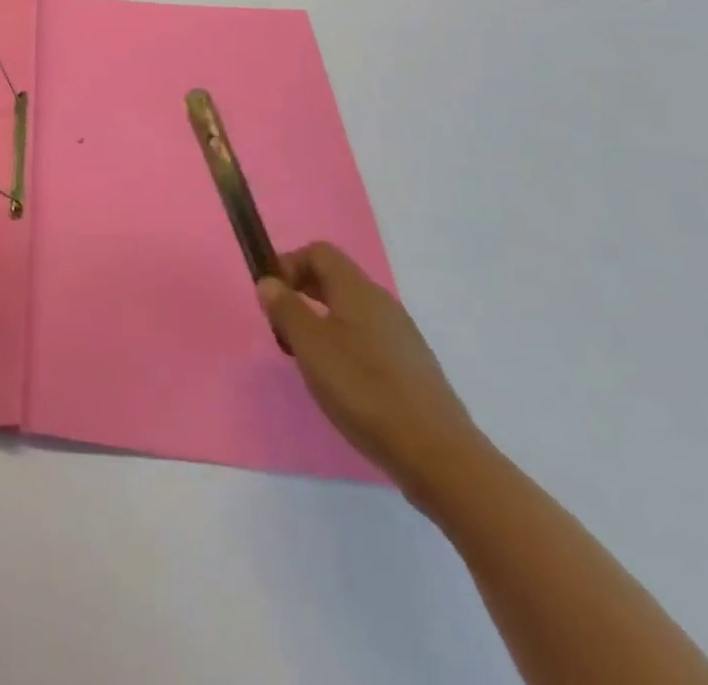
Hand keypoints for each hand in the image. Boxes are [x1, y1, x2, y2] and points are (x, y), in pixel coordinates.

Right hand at [259, 242, 487, 501]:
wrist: (439, 456)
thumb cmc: (364, 389)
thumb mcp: (310, 345)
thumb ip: (285, 308)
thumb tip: (269, 282)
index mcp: (358, 290)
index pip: (318, 252)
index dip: (288, 264)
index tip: (271, 297)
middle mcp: (382, 304)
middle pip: (334, 280)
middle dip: (300, 295)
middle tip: (282, 328)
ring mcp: (401, 337)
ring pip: (350, 312)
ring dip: (319, 323)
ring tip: (307, 360)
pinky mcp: (411, 369)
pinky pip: (367, 340)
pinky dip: (343, 348)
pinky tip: (340, 384)